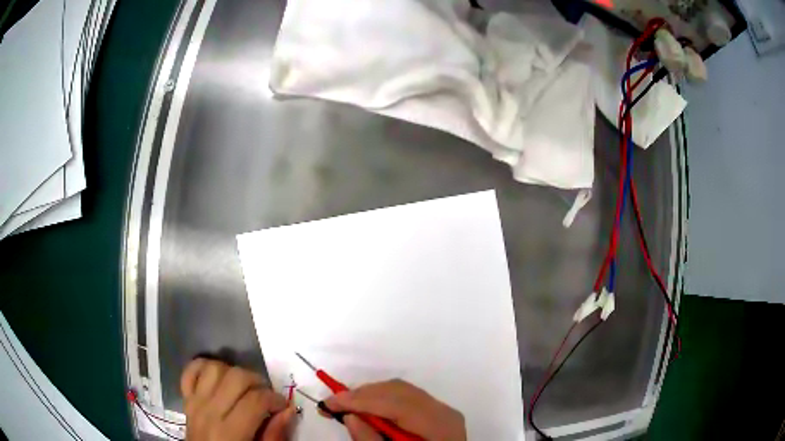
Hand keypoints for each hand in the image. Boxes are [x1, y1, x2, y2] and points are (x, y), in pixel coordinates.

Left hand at [180, 358, 296, 440]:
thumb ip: (274, 435)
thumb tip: (288, 410)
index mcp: (230, 433)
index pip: (255, 400)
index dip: (275, 399)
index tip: (282, 406)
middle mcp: (209, 413)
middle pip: (235, 378)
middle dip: (257, 382)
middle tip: (266, 397)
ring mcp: (195, 403)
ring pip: (213, 368)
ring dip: (232, 372)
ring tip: (244, 388)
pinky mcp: (186, 398)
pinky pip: (191, 370)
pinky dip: (205, 367)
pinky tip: (220, 379)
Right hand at [323, 379, 465, 440]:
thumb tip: (350, 416)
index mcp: (440, 426)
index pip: (397, 404)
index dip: (361, 400)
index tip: (329, 402)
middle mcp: (444, 412)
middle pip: (398, 391)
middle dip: (362, 395)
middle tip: (332, 405)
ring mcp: (441, 410)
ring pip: (401, 390)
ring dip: (369, 396)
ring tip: (345, 407)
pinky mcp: (434, 413)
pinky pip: (405, 398)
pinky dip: (382, 401)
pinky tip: (366, 410)